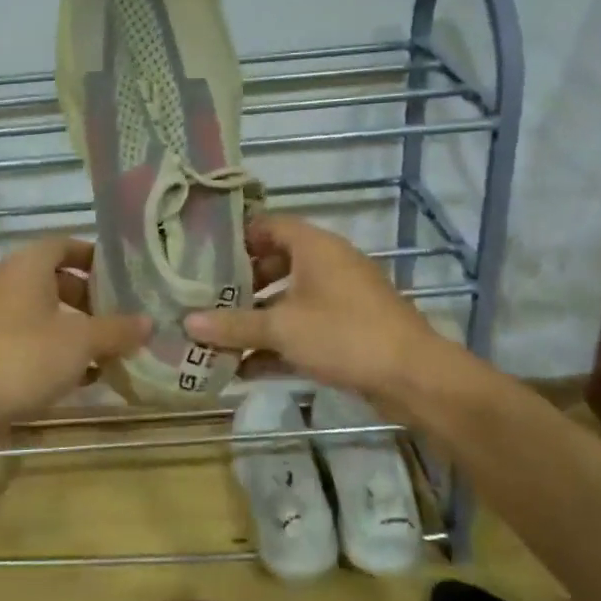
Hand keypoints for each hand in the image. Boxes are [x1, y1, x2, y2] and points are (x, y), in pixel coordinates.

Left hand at [0, 235, 149, 426]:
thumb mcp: (82, 341)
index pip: (63, 245)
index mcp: (27, 267)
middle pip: (54, 281)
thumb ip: (117, 329)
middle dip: (89, 298)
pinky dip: (55, 352)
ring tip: (108, 351)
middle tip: (119, 316)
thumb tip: (148, 322)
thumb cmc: (26, 357)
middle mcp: (6, 284)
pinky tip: (81, 378)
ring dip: (75, 330)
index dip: (93, 256)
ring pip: (43, 314)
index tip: (121, 275)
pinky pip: (29, 341)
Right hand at [185, 215, 499, 411]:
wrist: (413, 376)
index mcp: (314, 247)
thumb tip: (187, 323)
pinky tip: (246, 368)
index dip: (236, 237)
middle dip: (241, 284)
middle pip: (276, 263)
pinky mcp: (350, 329)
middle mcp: (328, 264)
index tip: (203, 254)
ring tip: (219, 335)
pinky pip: (305, 327)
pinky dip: (279, 342)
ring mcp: (342, 297)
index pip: (268, 225)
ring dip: (257, 318)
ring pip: (289, 299)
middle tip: (206, 298)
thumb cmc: (343, 334)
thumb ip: (234, 325)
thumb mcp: (281, 328)